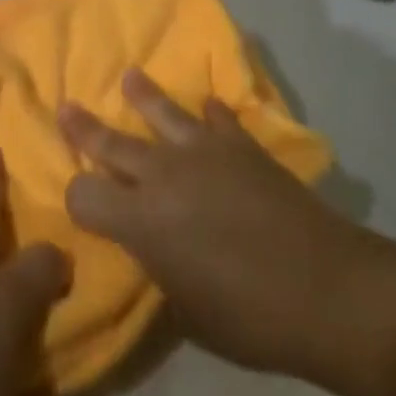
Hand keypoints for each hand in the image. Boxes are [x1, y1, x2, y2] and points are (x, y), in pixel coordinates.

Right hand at [58, 68, 367, 377]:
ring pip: (163, 113)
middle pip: (112, 143)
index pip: (84, 195)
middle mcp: (163, 175)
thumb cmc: (250, 318)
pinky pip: (220, 119)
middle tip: (67, 108)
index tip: (84, 207)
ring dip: (144, 96)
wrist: (328, 289)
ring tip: (131, 77)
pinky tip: (209, 107)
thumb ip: (160, 268)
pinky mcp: (244, 147)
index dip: (78, 200)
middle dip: (84, 129)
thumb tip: (156, 248)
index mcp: (141, 220)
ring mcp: (205, 154)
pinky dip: (211, 113)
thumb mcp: (186, 311)